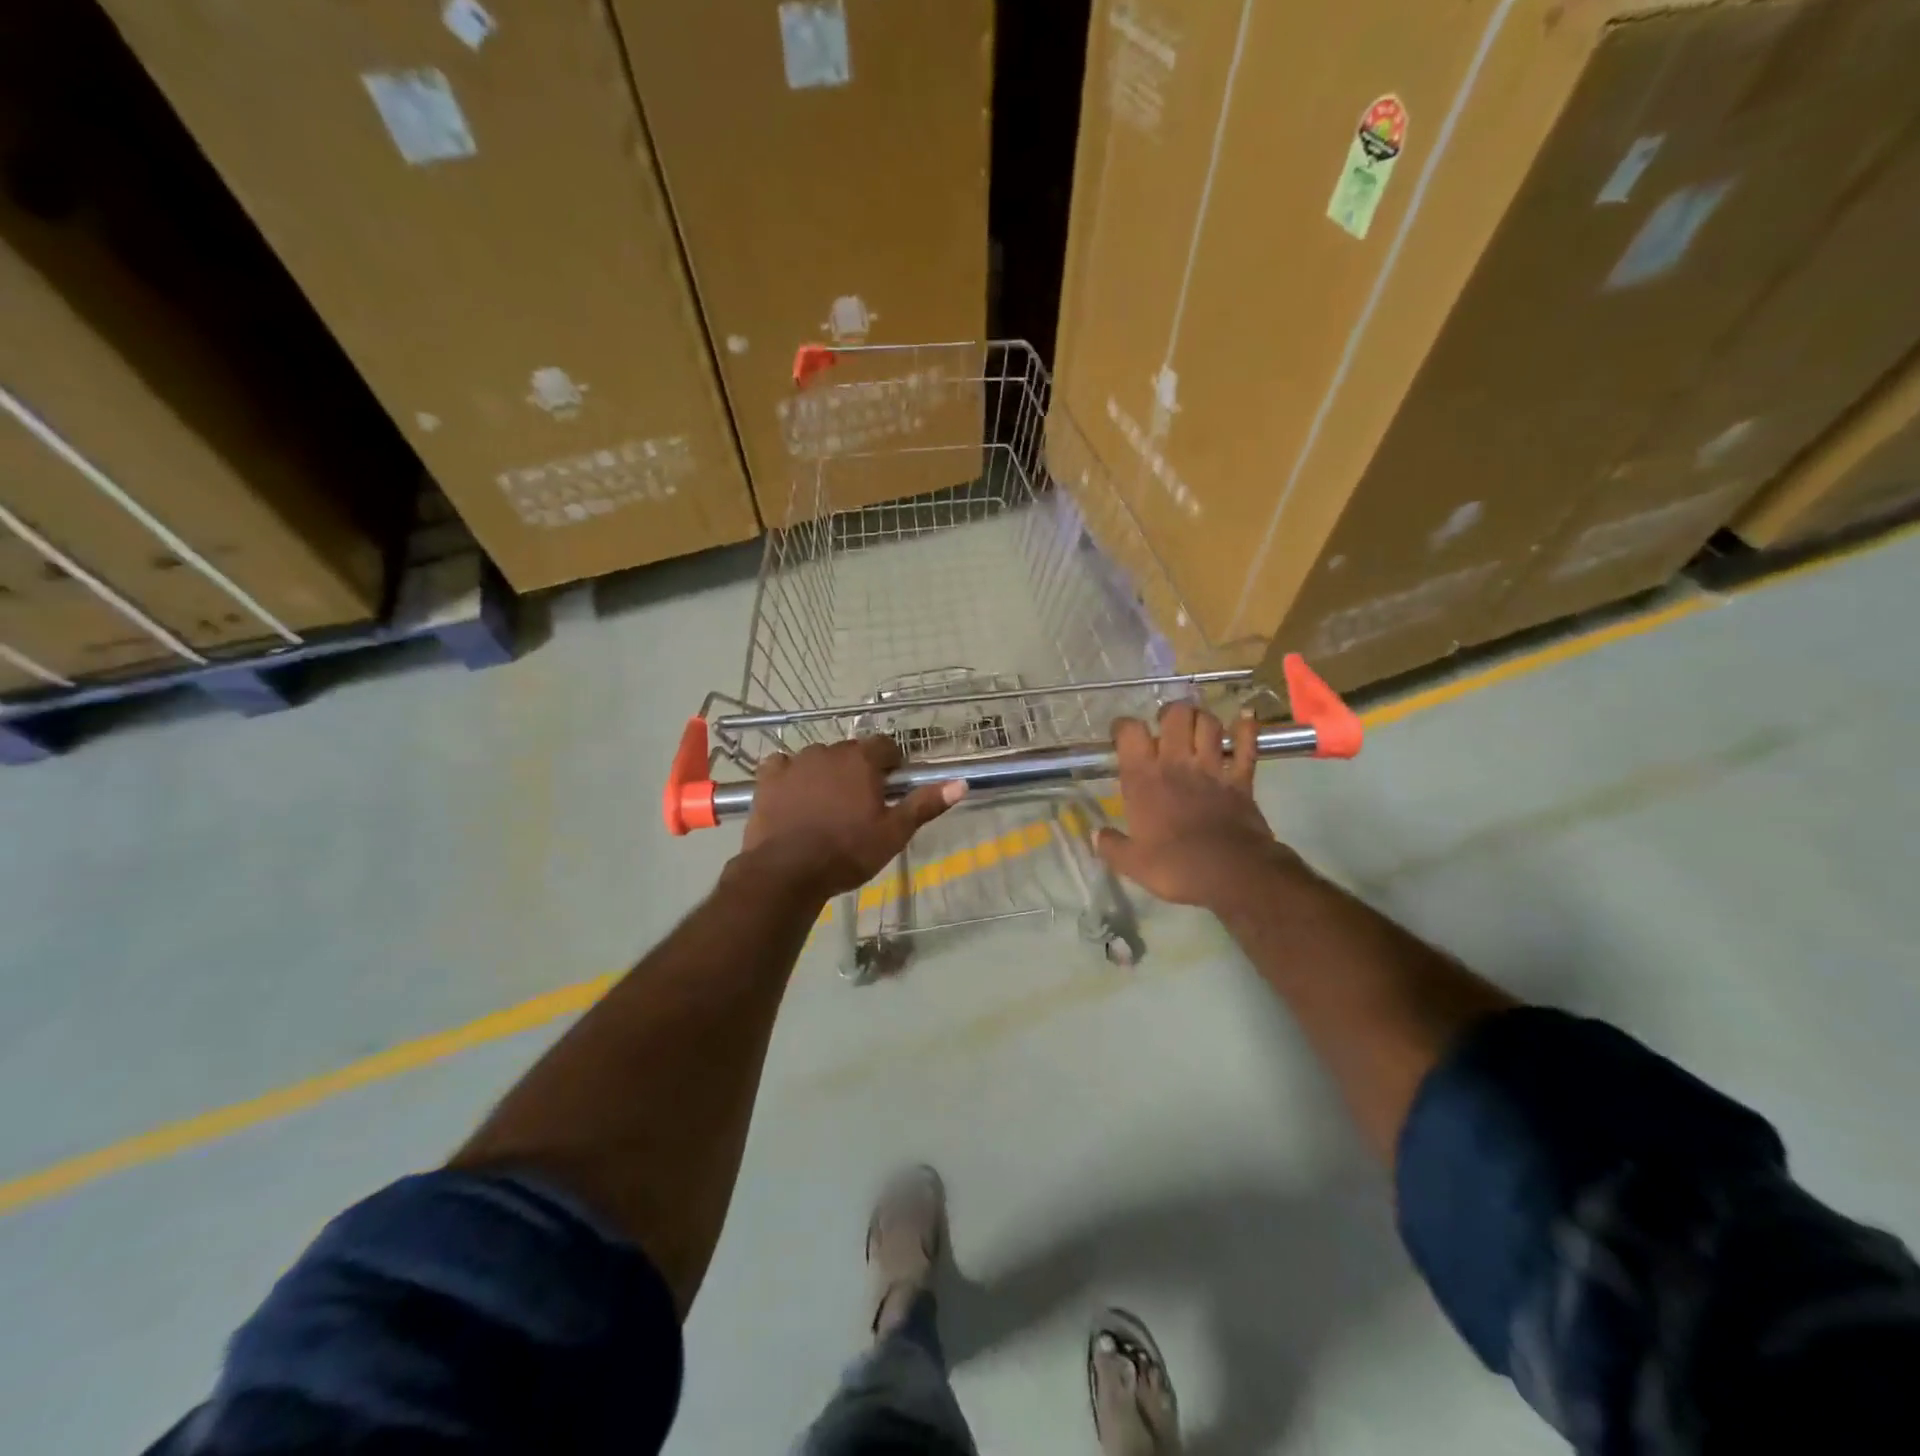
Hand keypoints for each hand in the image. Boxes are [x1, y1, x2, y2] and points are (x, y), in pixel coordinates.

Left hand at [741, 737, 965, 898]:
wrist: (787, 871)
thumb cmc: (847, 852)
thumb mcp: (894, 833)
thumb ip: (925, 805)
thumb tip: (961, 783)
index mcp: (861, 761)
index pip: (884, 745)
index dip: (891, 763)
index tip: (892, 785)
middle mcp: (828, 752)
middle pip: (851, 751)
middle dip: (859, 769)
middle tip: (861, 801)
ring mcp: (795, 763)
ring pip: (818, 758)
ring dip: (826, 772)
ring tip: (827, 803)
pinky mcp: (768, 779)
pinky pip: (783, 766)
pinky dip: (791, 776)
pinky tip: (793, 795)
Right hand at [1095, 703, 1302, 911]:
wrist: (1230, 873)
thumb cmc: (1175, 866)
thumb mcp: (1131, 862)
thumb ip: (1111, 846)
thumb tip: (1095, 836)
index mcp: (1144, 779)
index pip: (1130, 732)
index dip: (1124, 726)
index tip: (1121, 735)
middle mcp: (1176, 763)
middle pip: (1175, 715)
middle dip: (1170, 712)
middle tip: (1166, 725)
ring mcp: (1212, 768)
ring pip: (1209, 723)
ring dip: (1202, 718)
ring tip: (1197, 725)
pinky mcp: (1241, 780)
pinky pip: (1246, 746)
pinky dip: (1246, 729)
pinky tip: (1244, 717)